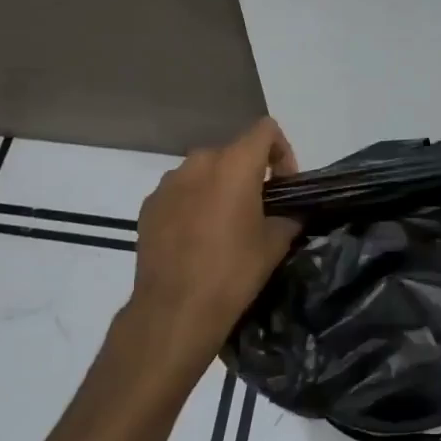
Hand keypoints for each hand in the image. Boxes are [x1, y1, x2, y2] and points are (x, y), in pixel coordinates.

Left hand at [129, 117, 301, 373]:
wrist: (174, 310)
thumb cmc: (233, 272)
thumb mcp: (275, 244)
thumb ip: (288, 216)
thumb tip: (290, 212)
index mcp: (234, 163)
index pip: (265, 130)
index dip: (282, 151)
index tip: (284, 186)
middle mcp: (199, 162)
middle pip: (233, 152)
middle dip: (249, 174)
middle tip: (259, 209)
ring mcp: (169, 182)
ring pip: (204, 171)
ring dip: (219, 187)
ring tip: (225, 226)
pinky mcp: (149, 204)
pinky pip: (181, 192)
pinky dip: (194, 203)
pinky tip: (197, 238)